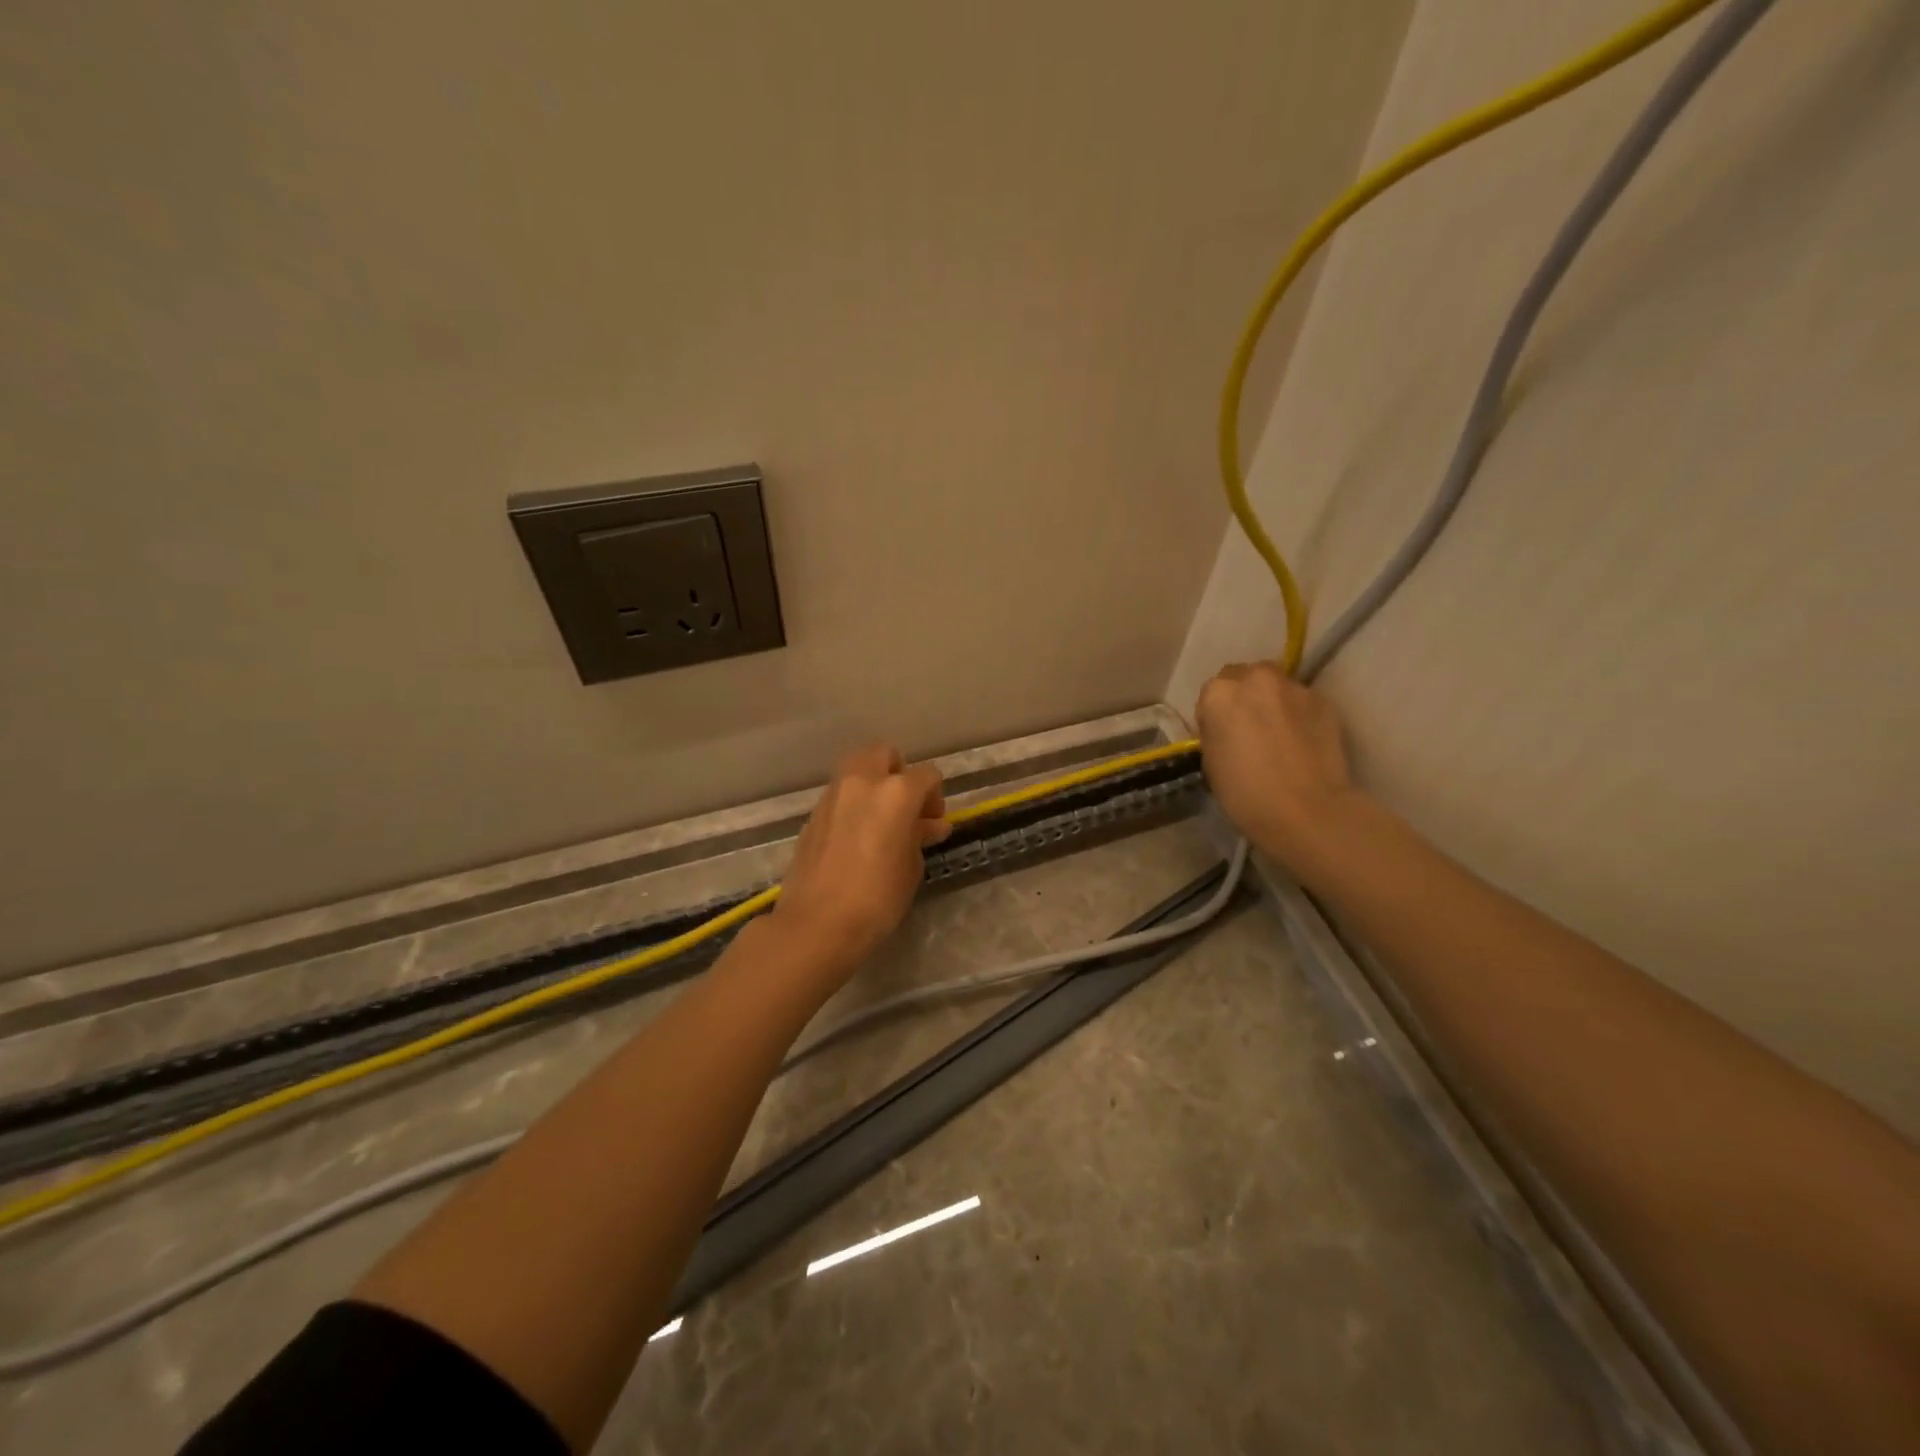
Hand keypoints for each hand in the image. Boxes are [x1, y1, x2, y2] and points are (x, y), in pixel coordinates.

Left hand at [769, 743, 950, 973]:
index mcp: (896, 792)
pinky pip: (840, 794)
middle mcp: (862, 782)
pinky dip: (853, 803)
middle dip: (899, 772)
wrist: (817, 924)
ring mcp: (833, 795)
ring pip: (857, 768)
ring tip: (881, 822)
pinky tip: (858, 836)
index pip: (927, 775)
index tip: (933, 824)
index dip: (935, 796)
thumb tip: (928, 824)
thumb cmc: (877, 898)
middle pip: (884, 753)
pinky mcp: (813, 814)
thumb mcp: (911, 867)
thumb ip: (919, 836)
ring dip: (873, 785)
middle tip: (905, 808)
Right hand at [1196, 662, 1356, 870]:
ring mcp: (1294, 687)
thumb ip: (1216, 731)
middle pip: (1244, 677)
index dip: (1215, 715)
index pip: (1210, 692)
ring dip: (1272, 702)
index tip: (1221, 736)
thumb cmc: (1244, 792)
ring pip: (1276, 686)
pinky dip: (1298, 715)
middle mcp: (1256, 678)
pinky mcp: (1324, 701)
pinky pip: (1302, 701)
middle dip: (1244, 697)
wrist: (1306, 810)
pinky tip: (1301, 742)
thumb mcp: (1210, 760)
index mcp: (1219, 693)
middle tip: (1248, 729)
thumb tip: (1228, 727)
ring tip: (1278, 735)